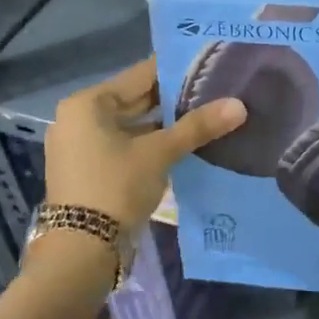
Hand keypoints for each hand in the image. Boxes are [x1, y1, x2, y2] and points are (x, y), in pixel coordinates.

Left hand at [44, 58, 246, 230]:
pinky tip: (184, 145)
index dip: (177, 72)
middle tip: (215, 92)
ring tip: (207, 117)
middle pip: (136, 100)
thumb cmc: (116, 187)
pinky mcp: (89, 170)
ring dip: (165, 125)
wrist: (81, 251)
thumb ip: (198, 126)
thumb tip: (240, 105)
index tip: (210, 67)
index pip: (141, 75)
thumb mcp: (160, 153)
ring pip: (133, 125)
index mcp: (88, 103)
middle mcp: (79, 118)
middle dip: (174, 101)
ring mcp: (82, 146)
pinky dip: (151, 144)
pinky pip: (126, 145)